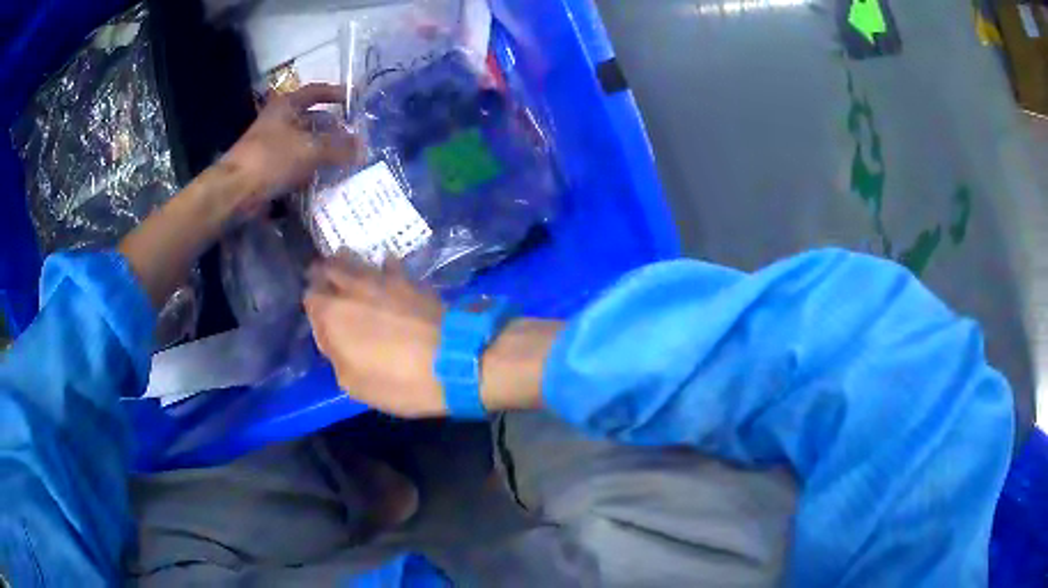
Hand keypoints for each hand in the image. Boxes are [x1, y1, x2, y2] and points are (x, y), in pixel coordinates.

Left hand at [222, 84, 361, 207]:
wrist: (235, 191)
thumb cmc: (271, 159)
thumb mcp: (310, 149)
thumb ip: (338, 147)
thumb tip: (363, 147)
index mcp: (286, 106)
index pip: (316, 91)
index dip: (336, 93)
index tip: (355, 99)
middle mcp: (279, 121)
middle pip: (312, 119)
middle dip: (333, 127)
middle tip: (354, 136)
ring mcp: (272, 145)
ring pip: (305, 143)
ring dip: (324, 150)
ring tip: (346, 159)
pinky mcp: (269, 168)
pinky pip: (296, 164)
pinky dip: (311, 169)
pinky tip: (326, 178)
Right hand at [304, 254, 448, 417]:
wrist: (456, 360)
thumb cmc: (398, 380)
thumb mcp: (354, 383)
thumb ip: (335, 354)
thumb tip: (333, 336)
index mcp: (333, 314)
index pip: (309, 296)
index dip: (312, 305)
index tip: (319, 317)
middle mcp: (353, 287)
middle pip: (329, 267)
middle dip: (324, 275)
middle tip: (328, 287)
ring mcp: (384, 278)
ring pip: (356, 259)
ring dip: (349, 265)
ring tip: (351, 278)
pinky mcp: (411, 278)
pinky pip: (389, 264)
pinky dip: (383, 269)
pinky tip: (386, 278)